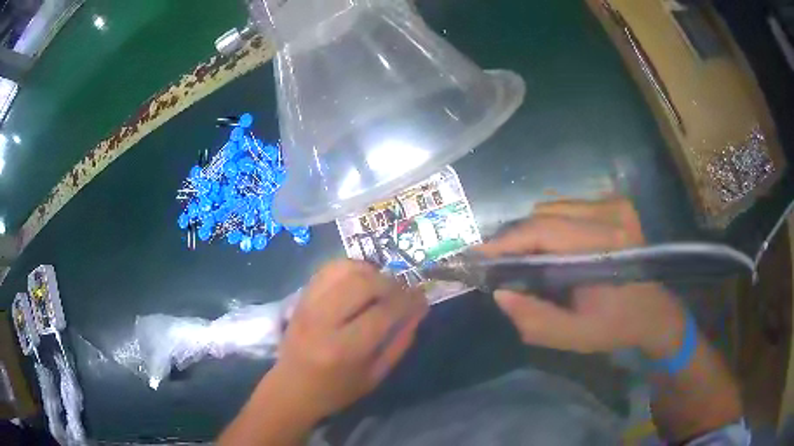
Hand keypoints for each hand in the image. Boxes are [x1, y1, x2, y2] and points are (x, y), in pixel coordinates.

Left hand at [267, 260, 426, 419]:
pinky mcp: (300, 297)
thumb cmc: (336, 389)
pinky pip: (328, 269)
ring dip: (370, 272)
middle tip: (402, 292)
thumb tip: (418, 310)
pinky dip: (350, 268)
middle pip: (363, 283)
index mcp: (345, 349)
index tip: (421, 297)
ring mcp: (308, 305)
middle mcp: (323, 321)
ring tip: (381, 286)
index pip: (384, 312)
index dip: (408, 300)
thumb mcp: (375, 375)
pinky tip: (360, 280)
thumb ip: (399, 342)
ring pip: (344, 269)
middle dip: (390, 282)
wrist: (291, 388)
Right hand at [477, 198, 685, 357]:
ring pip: (554, 206)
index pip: (545, 231)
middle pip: (546, 213)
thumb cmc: (617, 326)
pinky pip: (568, 206)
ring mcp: (616, 205)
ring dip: (534, 231)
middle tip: (501, 265)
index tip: (477, 255)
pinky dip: (552, 225)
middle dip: (517, 238)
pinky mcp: (616, 203)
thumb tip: (500, 293)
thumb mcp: (576, 336)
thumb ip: (536, 320)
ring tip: (527, 258)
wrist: (655, 311)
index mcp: (607, 248)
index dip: (507, 241)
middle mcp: (612, 215)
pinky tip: (554, 248)